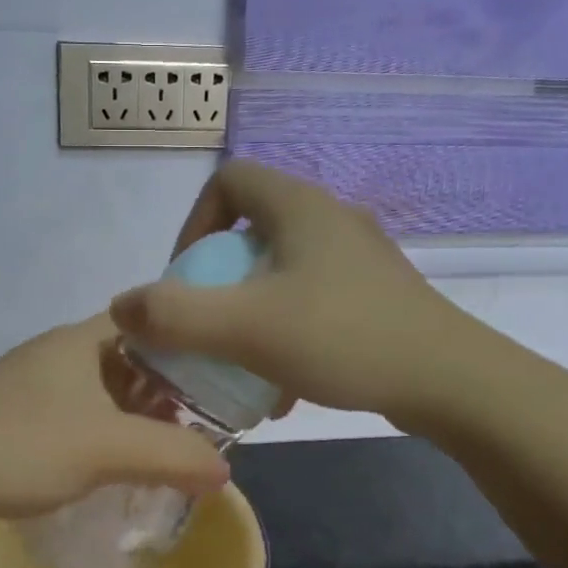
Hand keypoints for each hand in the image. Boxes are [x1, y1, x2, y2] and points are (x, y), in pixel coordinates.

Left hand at [0, 316, 230, 538]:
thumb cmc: (21, 448)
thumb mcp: (109, 448)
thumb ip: (174, 456)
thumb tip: (224, 472)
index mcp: (77, 341)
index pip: (147, 323)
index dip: (185, 344)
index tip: (220, 377)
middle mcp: (54, 357)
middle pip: (127, 362)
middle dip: (165, 392)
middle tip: (202, 424)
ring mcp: (29, 392)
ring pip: (99, 397)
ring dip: (133, 420)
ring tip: (168, 451)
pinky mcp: (13, 426)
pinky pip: (73, 424)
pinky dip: (101, 441)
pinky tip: (116, 470)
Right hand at [109, 160, 457, 420]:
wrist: (447, 380)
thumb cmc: (342, 338)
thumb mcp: (244, 327)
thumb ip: (174, 315)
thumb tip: (120, 307)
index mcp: (299, 207)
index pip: (228, 181)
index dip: (193, 224)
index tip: (186, 279)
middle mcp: (330, 219)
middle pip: (251, 233)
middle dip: (218, 282)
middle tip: (208, 328)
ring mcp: (358, 259)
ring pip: (280, 274)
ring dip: (250, 315)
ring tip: (241, 366)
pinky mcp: (374, 296)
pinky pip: (310, 303)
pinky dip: (285, 334)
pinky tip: (284, 387)